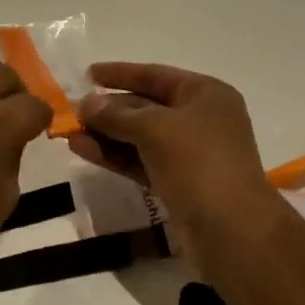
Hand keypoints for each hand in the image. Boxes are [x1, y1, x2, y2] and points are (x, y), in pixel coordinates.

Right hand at [72, 63, 280, 266]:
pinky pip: (142, 162)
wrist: (232, 230)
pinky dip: (116, 156)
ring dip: (107, 135)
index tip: (88, 74)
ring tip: (71, 134)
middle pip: (147, 106)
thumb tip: (86, 104)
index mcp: (205, 94)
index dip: (120, 73)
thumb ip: (116, 115)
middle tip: (74, 111)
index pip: (155, 75)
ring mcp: (191, 154)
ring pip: (141, 137)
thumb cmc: (198, 162)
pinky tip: (84, 151)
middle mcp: (201, 119)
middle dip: (110, 109)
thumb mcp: (153, 128)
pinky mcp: (179, 183)